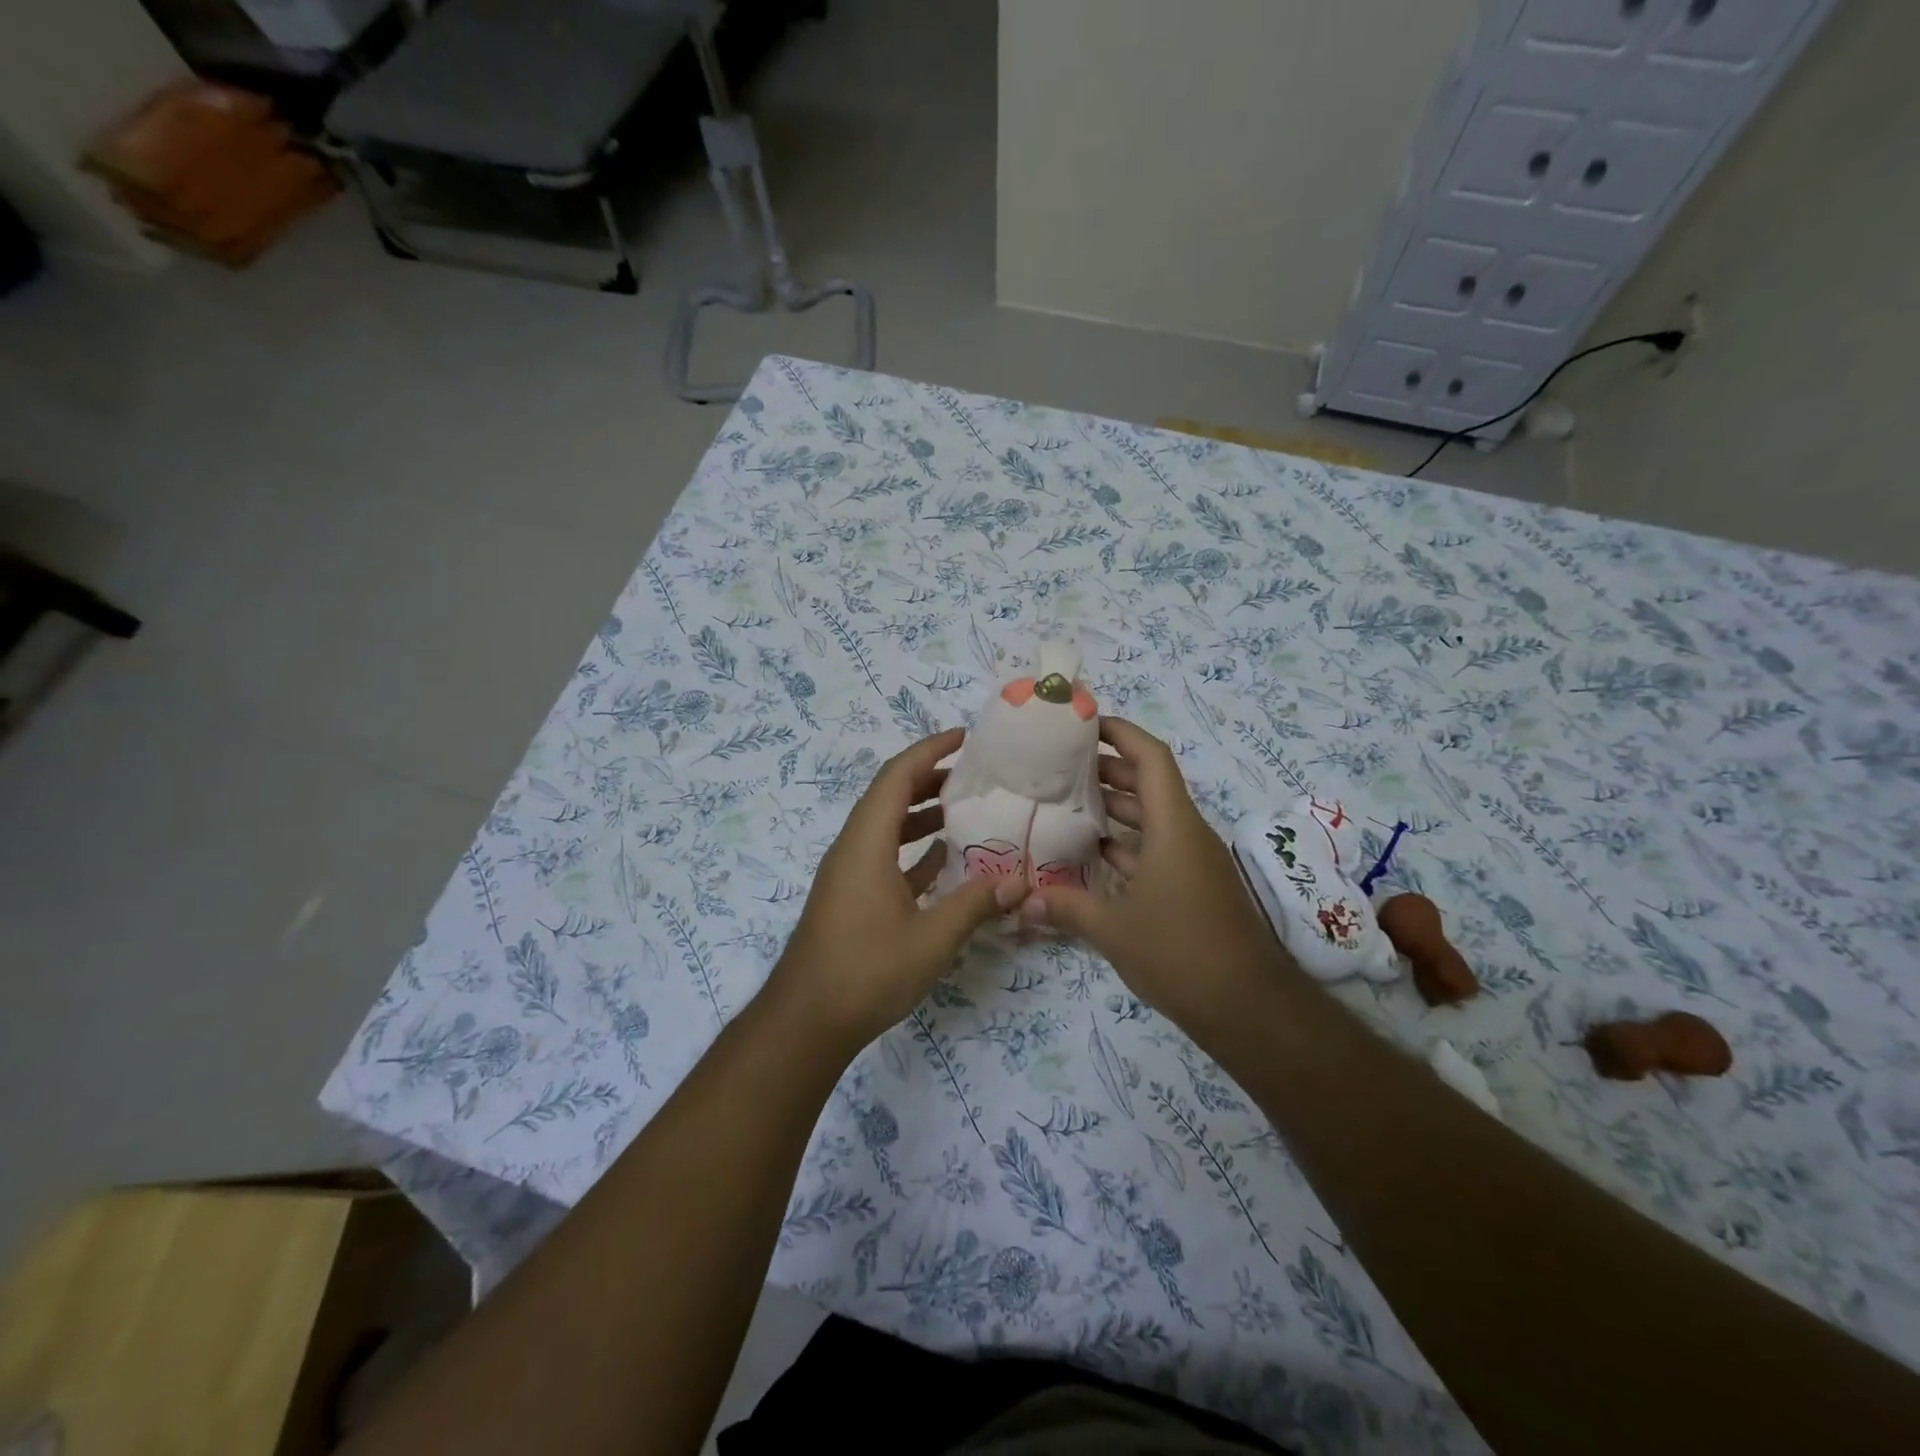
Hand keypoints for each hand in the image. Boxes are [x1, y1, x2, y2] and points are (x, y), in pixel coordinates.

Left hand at [769, 728, 1029, 1047]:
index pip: (897, 777)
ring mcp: (849, 874)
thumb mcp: (931, 939)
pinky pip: (884, 856)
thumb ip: (975, 904)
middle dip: (931, 778)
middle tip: (976, 774)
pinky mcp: (851, 897)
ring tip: (967, 809)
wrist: (806, 1021)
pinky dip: (914, 849)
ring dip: (922, 814)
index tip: (964, 738)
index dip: (929, 751)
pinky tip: (945, 858)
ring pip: (887, 827)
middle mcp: (853, 848)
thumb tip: (1021, 882)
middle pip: (891, 796)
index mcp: (866, 843)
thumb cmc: (866, 972)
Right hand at [1028, 718, 1285, 1027]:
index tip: (1084, 724)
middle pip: (1148, 784)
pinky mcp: (1193, 886)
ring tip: (1066, 803)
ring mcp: (1192, 861)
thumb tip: (1021, 902)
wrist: (1247, 1006)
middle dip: (1107, 769)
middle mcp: (1186, 833)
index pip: (1151, 758)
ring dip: (1114, 808)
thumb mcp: (1113, 928)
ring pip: (1151, 818)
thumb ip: (1065, 907)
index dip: (1120, 733)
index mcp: (1173, 826)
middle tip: (1059, 766)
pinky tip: (1091, 854)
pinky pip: (1156, 848)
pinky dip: (1126, 844)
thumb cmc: (1180, 952)